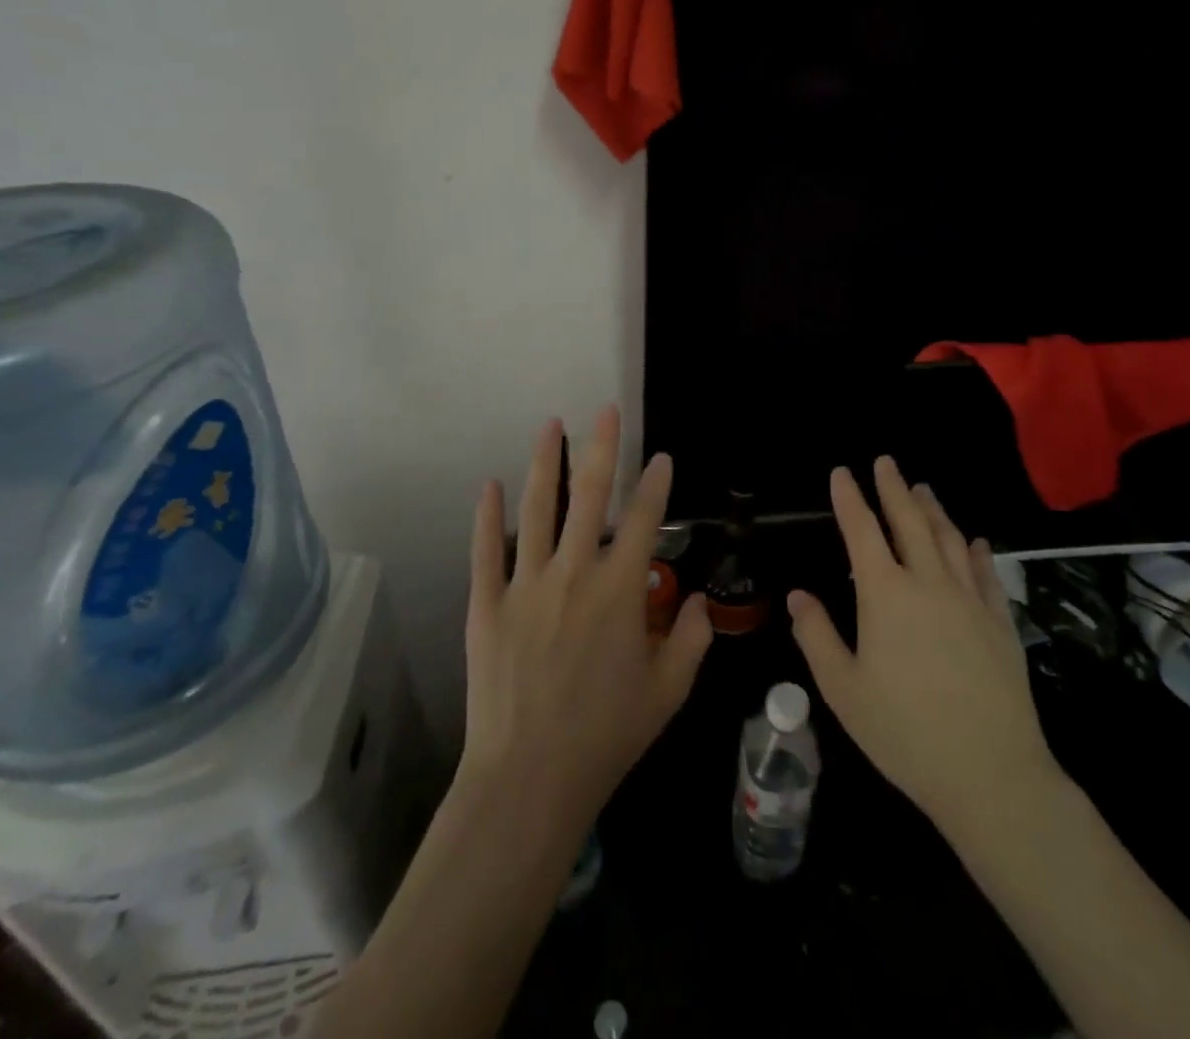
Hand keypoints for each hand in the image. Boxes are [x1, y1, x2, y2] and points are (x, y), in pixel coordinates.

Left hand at [459, 406, 712, 832]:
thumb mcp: (668, 692)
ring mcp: (526, 584)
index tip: (661, 457)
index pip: (645, 520)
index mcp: (620, 591)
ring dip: (546, 463)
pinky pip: (487, 549)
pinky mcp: (487, 604)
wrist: (529, 778)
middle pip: (591, 496)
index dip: (656, 484)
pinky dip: (489, 515)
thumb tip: (702, 602)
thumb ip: (692, 640)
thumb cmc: (606, 736)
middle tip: (604, 410)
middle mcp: (574, 573)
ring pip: (538, 509)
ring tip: (551, 424)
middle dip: (602, 448)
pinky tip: (491, 484)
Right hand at [788, 458, 1060, 838]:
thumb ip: (817, 636)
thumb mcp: (843, 690)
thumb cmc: (904, 732)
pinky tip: (975, 540)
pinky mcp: (1000, 621)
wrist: (990, 772)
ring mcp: (969, 598)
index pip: (861, 531)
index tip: (841, 472)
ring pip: (949, 538)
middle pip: (909, 521)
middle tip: (886, 462)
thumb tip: (798, 596)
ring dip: (933, 508)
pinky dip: (976, 550)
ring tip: (923, 488)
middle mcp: (928, 582)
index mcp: (885, 594)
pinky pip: (987, 572)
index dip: (849, 498)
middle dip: (894, 487)